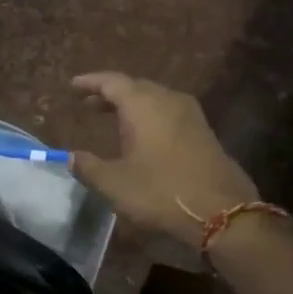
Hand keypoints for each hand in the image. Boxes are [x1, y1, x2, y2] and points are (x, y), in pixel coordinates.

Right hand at [69, 72, 258, 245]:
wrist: (221, 212)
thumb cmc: (160, 192)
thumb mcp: (114, 184)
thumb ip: (88, 167)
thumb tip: (71, 157)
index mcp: (143, 105)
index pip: (112, 82)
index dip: (90, 82)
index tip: (73, 85)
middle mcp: (168, 101)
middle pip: (135, 87)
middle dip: (110, 93)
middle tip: (89, 104)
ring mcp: (190, 115)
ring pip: (155, 98)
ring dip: (132, 104)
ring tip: (113, 117)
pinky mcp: (204, 132)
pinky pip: (169, 112)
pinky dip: (150, 115)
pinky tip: (143, 134)